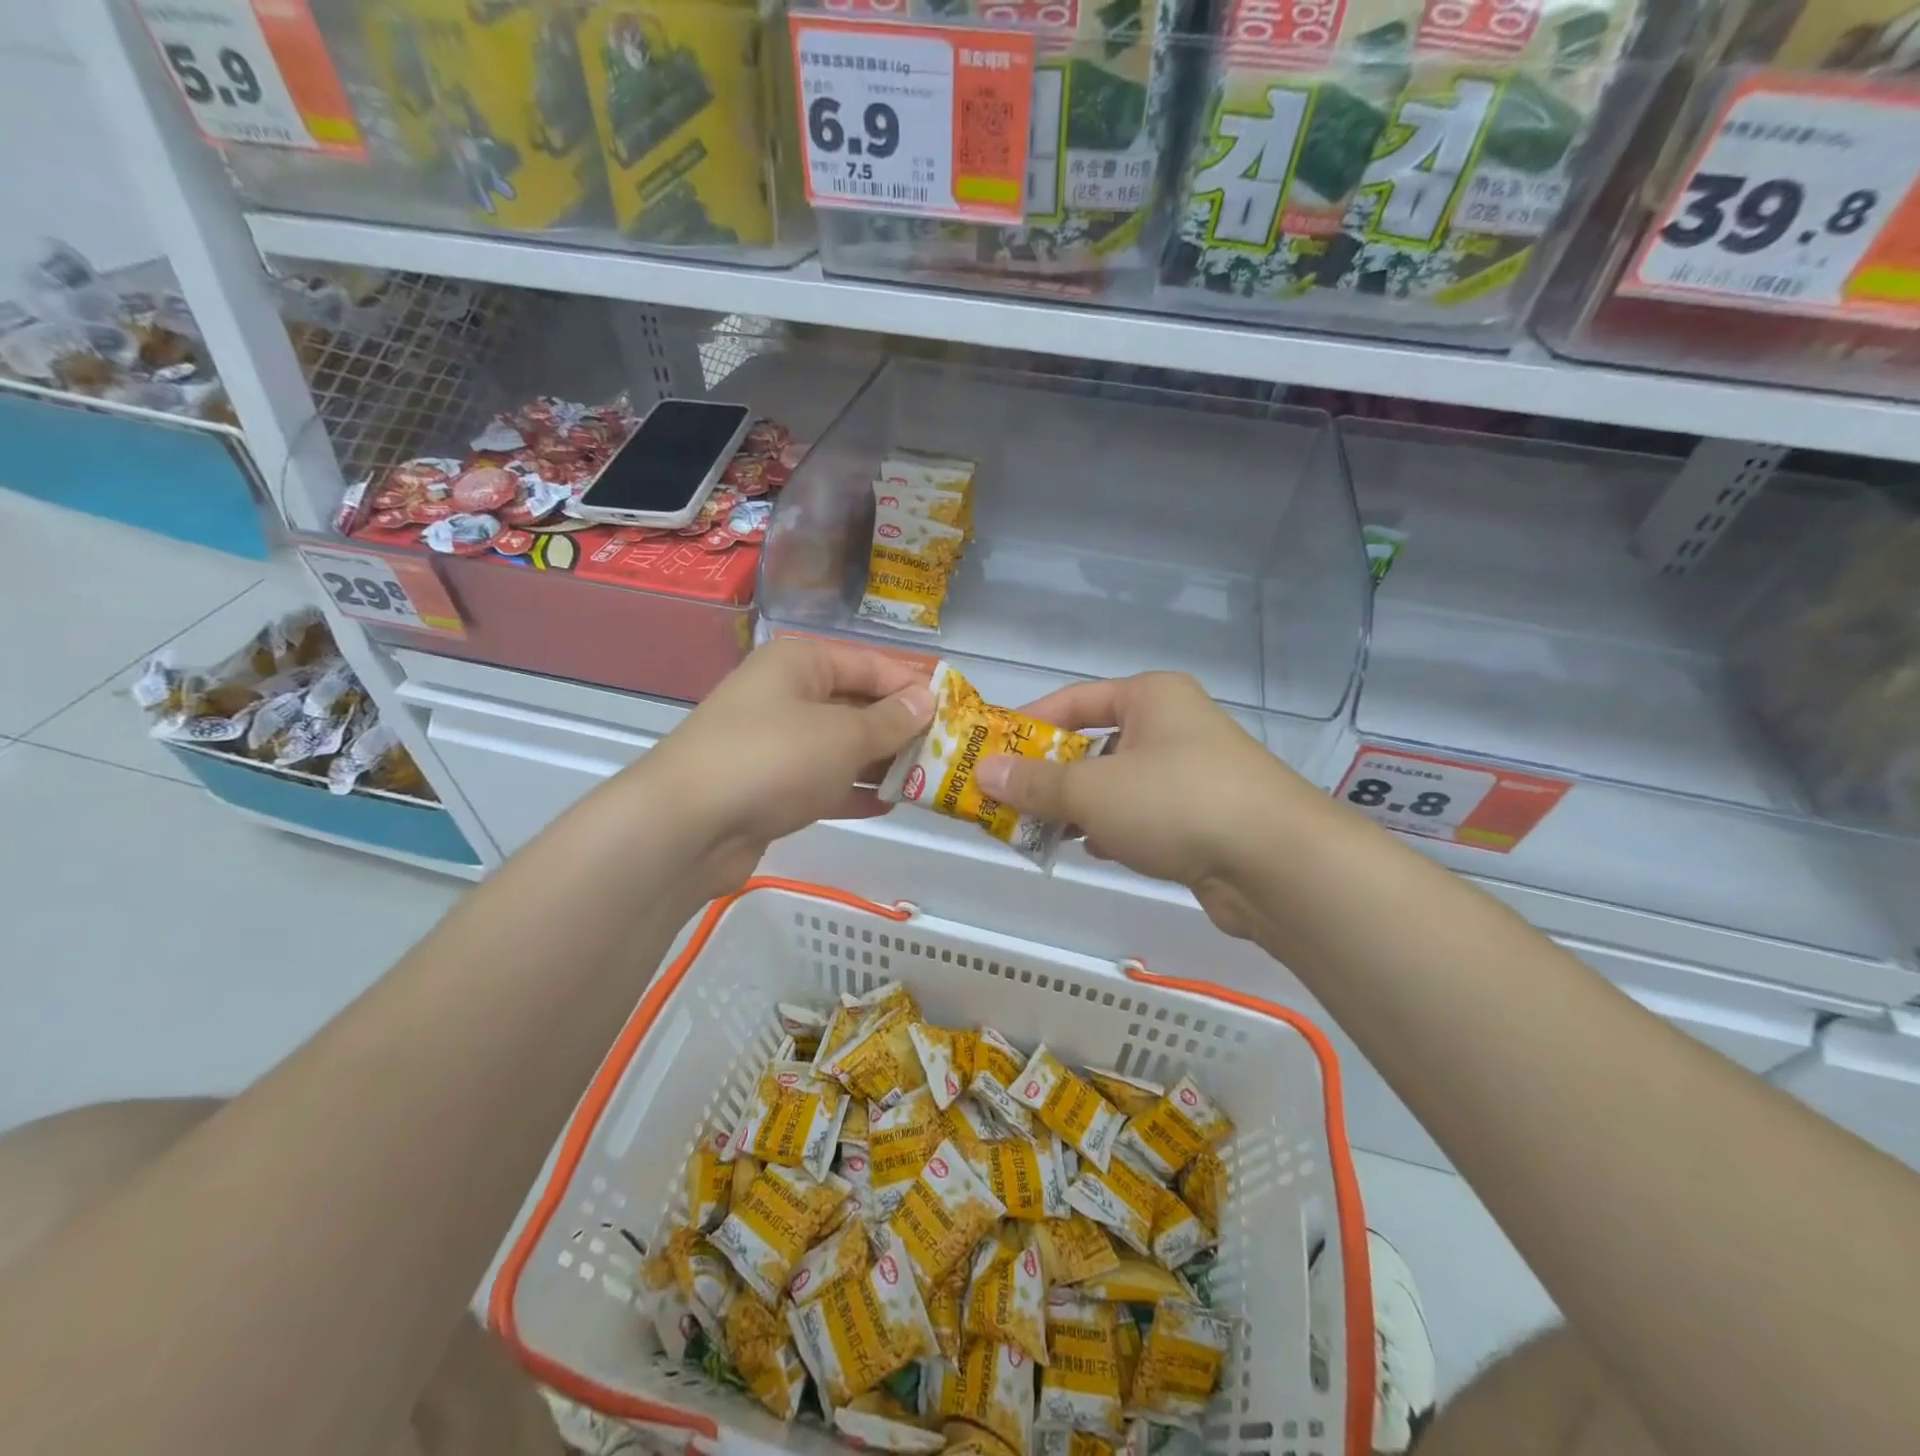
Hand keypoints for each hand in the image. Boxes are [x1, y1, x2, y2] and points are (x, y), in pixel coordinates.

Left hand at [632, 639, 933, 898]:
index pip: (871, 664)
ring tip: (926, 780)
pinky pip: (821, 780)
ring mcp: (774, 742)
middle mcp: (786, 695)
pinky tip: (888, 804)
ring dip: (881, 762)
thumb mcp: (843, 735)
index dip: (913, 685)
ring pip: (840, 746)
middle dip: (900, 728)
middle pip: (856, 704)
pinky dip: (852, 790)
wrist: (686, 827)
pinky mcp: (768, 787)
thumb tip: (927, 699)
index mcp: (800, 662)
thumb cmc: (773, 759)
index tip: (955, 710)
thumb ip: (890, 720)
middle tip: (947, 751)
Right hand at [972, 673, 1320, 937]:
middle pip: (1094, 744)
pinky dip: (1113, 828)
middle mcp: (1173, 726)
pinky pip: (1143, 814)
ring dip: (1078, 806)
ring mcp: (1193, 772)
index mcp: (1150, 697)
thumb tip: (982, 773)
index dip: (1027, 724)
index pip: (1073, 701)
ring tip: (1037, 830)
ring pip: (1117, 783)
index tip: (990, 752)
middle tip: (1007, 800)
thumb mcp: (1093, 789)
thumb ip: (1036, 783)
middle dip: (1050, 774)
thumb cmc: (1176, 802)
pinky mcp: (1204, 816)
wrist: (1277, 864)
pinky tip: (1092, 848)